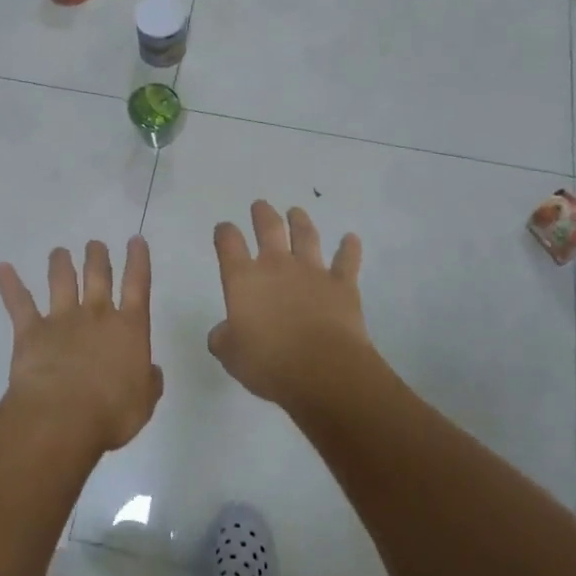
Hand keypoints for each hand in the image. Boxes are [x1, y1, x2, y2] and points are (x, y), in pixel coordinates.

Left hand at [0, 237, 162, 454]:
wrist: (63, 418)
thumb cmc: (111, 413)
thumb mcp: (143, 402)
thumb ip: (149, 382)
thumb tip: (151, 371)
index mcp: (129, 328)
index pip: (138, 285)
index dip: (138, 260)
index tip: (135, 240)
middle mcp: (97, 315)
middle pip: (98, 275)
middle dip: (97, 257)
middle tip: (94, 244)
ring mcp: (62, 319)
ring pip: (61, 280)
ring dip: (60, 263)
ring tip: (58, 251)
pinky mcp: (31, 331)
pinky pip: (18, 302)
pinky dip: (9, 284)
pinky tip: (2, 268)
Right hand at [209, 201, 376, 409]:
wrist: (323, 370)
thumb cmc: (269, 363)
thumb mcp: (231, 356)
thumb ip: (223, 339)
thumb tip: (224, 332)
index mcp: (244, 279)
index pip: (229, 244)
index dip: (225, 233)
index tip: (224, 230)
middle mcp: (277, 266)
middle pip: (269, 228)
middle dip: (263, 214)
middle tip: (260, 205)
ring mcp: (312, 272)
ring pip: (306, 236)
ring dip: (300, 221)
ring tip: (296, 212)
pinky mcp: (342, 285)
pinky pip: (347, 260)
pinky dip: (349, 248)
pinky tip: (351, 239)